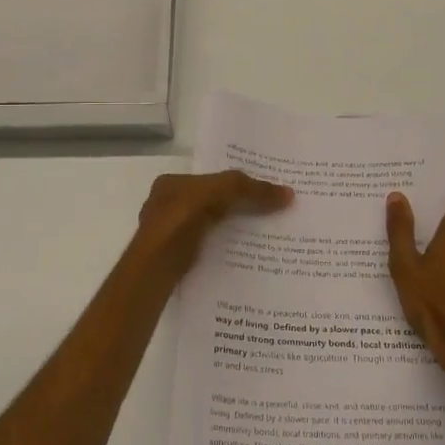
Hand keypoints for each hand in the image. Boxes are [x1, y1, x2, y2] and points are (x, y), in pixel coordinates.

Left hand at [135, 170, 291, 274]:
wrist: (155, 266)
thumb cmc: (181, 219)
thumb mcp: (220, 192)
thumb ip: (251, 190)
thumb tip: (289, 194)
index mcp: (171, 183)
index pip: (208, 178)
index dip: (235, 182)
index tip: (262, 189)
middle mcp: (167, 206)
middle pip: (211, 202)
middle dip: (237, 206)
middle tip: (271, 211)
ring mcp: (170, 234)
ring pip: (211, 226)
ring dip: (233, 230)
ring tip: (265, 234)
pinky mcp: (177, 259)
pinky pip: (208, 248)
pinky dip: (225, 249)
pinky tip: (245, 254)